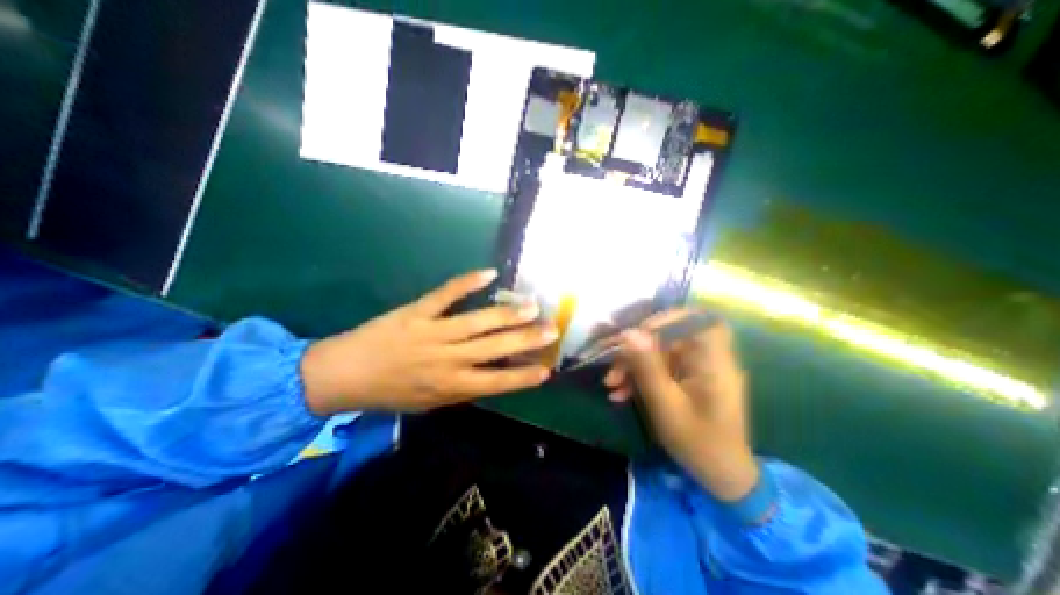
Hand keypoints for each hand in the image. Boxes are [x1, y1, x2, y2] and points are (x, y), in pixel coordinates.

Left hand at [302, 267, 557, 413]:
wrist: (342, 374)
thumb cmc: (388, 393)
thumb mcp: (428, 403)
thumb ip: (461, 389)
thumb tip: (491, 374)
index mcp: (449, 386)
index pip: (496, 382)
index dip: (523, 376)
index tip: (547, 369)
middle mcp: (447, 359)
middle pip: (494, 347)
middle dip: (527, 339)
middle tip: (552, 329)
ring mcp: (433, 332)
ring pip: (478, 321)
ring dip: (508, 313)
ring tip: (532, 305)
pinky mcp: (418, 311)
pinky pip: (446, 294)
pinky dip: (467, 282)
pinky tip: (490, 274)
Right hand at [600, 311, 757, 500]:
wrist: (720, 475)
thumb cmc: (699, 443)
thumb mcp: (666, 406)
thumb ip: (647, 368)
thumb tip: (629, 333)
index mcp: (713, 362)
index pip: (697, 320)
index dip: (666, 319)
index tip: (637, 334)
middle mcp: (706, 358)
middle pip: (667, 337)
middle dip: (636, 350)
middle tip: (612, 368)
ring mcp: (695, 368)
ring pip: (658, 353)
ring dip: (632, 365)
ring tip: (611, 384)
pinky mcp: (685, 378)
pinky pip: (659, 368)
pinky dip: (639, 377)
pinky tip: (621, 393)